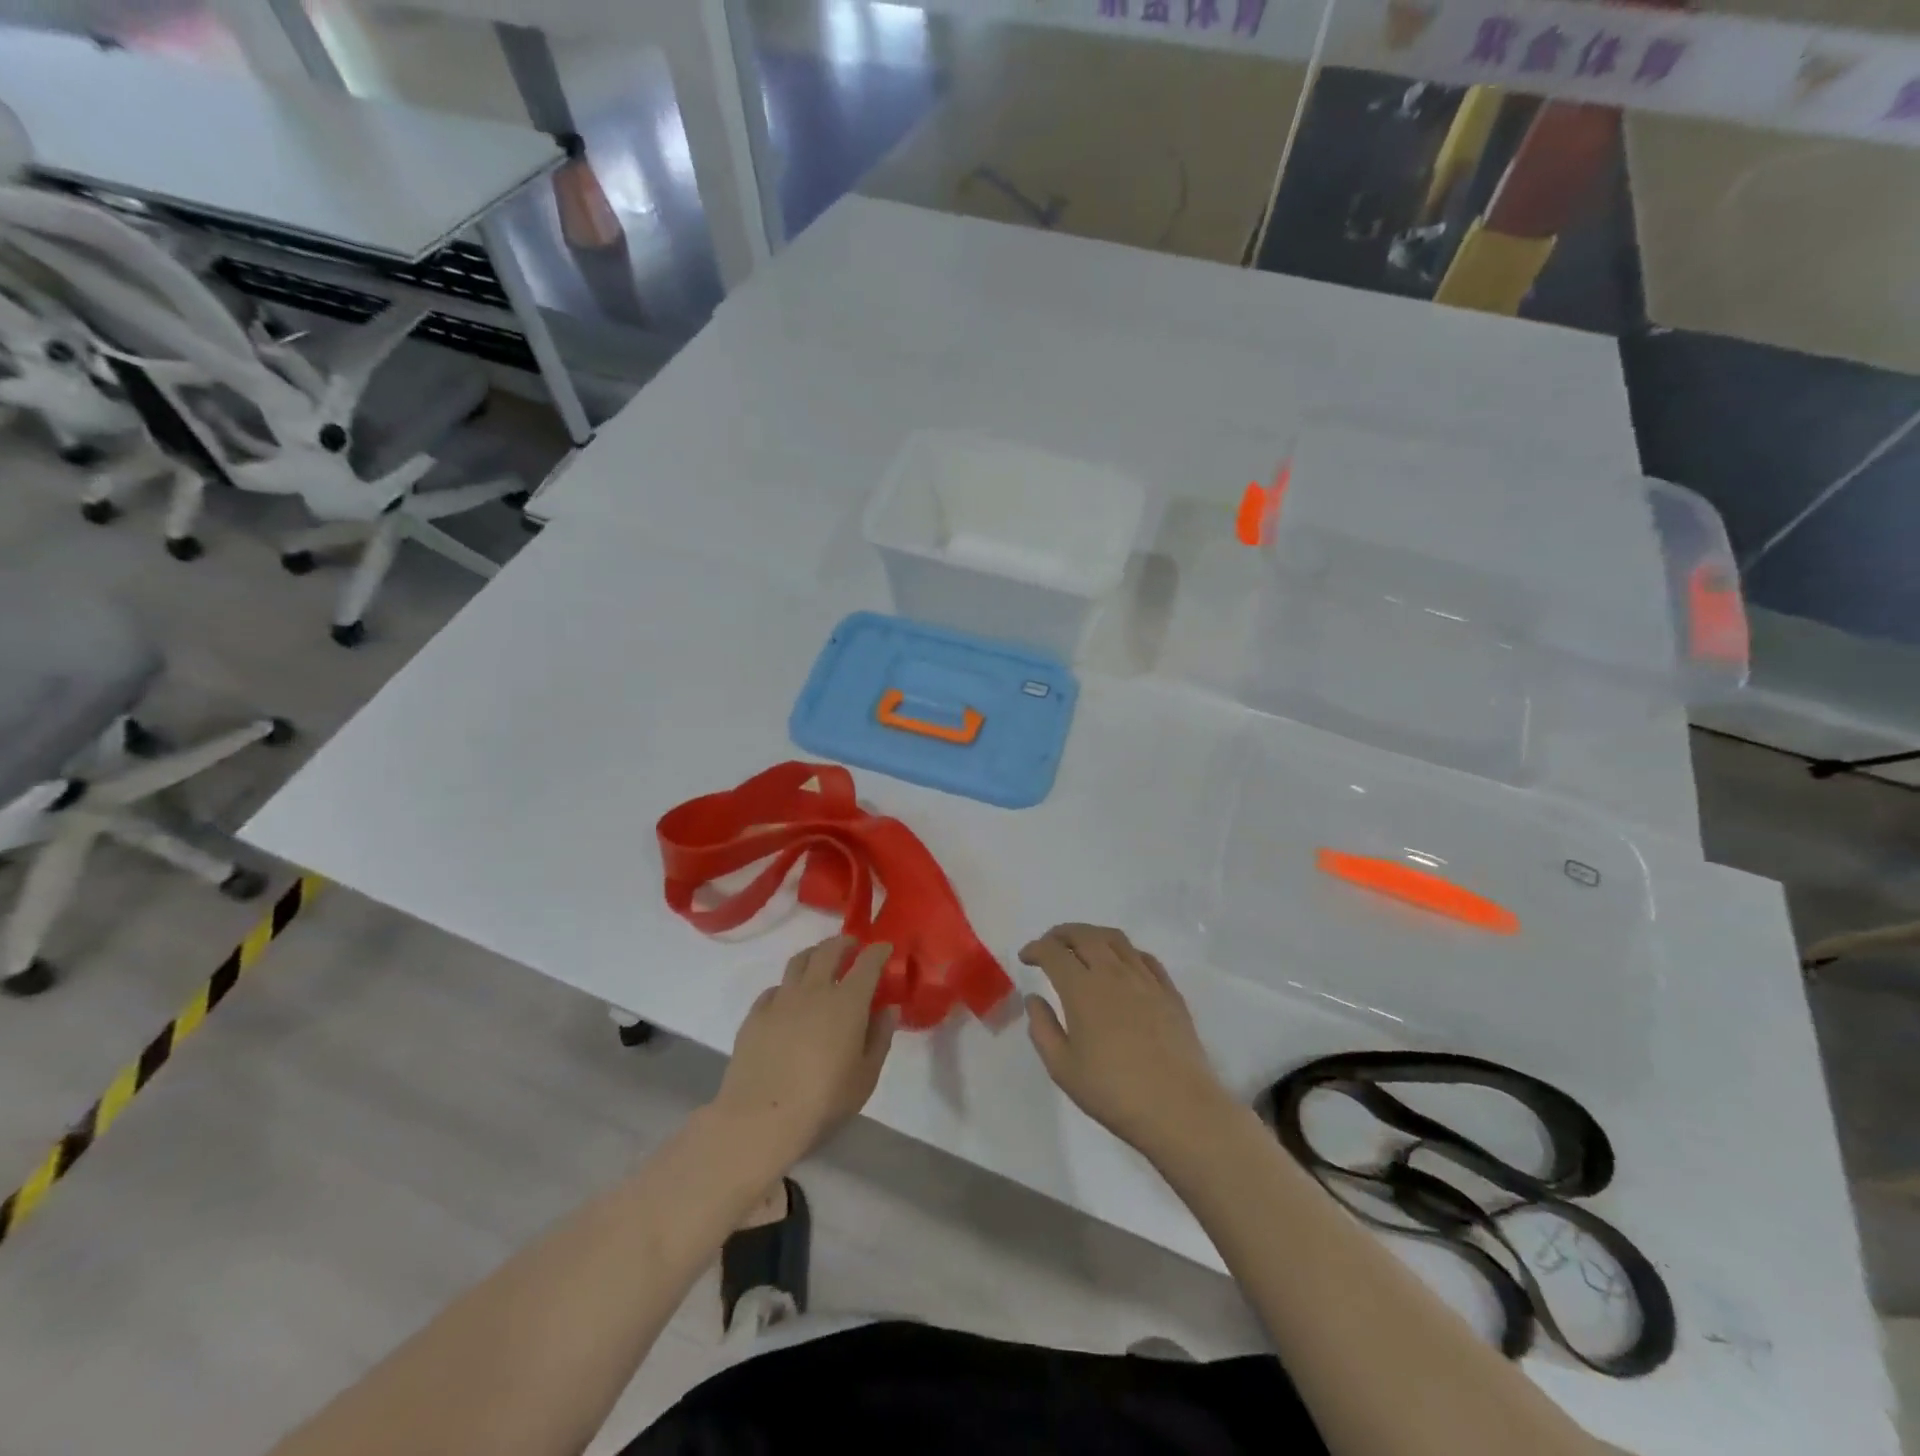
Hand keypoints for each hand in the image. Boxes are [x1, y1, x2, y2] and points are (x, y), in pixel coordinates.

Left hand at [709, 936, 896, 1165]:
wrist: (761, 1117)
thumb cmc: (824, 1100)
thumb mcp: (866, 1076)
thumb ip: (880, 1037)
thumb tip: (888, 1009)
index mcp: (847, 1002)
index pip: (868, 963)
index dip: (878, 951)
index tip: (884, 948)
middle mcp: (814, 990)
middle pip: (829, 951)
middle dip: (844, 942)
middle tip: (851, 946)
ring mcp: (781, 999)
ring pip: (799, 961)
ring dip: (814, 954)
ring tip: (820, 960)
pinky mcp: (755, 1014)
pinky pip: (774, 988)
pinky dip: (787, 986)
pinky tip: (788, 999)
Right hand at [1021, 924, 1237, 1163]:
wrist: (1178, 1108)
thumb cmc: (1112, 1092)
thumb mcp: (1062, 1067)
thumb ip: (1042, 1028)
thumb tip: (1034, 998)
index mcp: (1082, 989)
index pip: (1053, 952)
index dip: (1036, 949)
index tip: (1026, 957)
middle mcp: (1113, 973)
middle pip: (1084, 935)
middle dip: (1061, 934)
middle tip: (1049, 944)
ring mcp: (1145, 979)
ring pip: (1116, 940)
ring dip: (1092, 935)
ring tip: (1082, 946)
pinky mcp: (1169, 992)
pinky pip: (1144, 957)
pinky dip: (1125, 952)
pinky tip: (1122, 964)